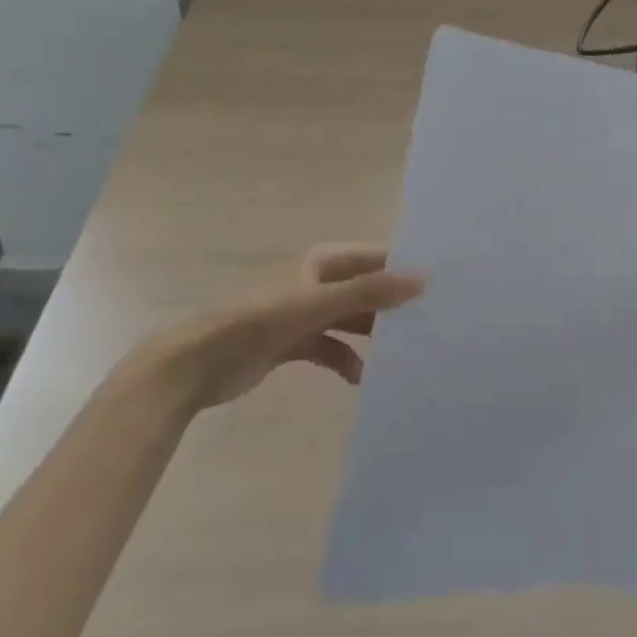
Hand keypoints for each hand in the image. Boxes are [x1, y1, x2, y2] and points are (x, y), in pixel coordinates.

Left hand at [134, 244, 422, 414]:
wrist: (197, 364)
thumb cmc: (259, 322)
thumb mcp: (317, 304)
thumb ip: (369, 292)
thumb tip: (421, 280)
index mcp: (323, 262)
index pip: (376, 257)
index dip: (404, 267)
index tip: (440, 283)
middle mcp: (318, 283)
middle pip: (367, 289)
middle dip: (393, 305)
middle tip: (431, 322)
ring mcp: (306, 314)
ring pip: (352, 321)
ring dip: (372, 337)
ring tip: (402, 355)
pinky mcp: (295, 344)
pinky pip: (332, 349)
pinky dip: (347, 361)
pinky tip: (360, 379)